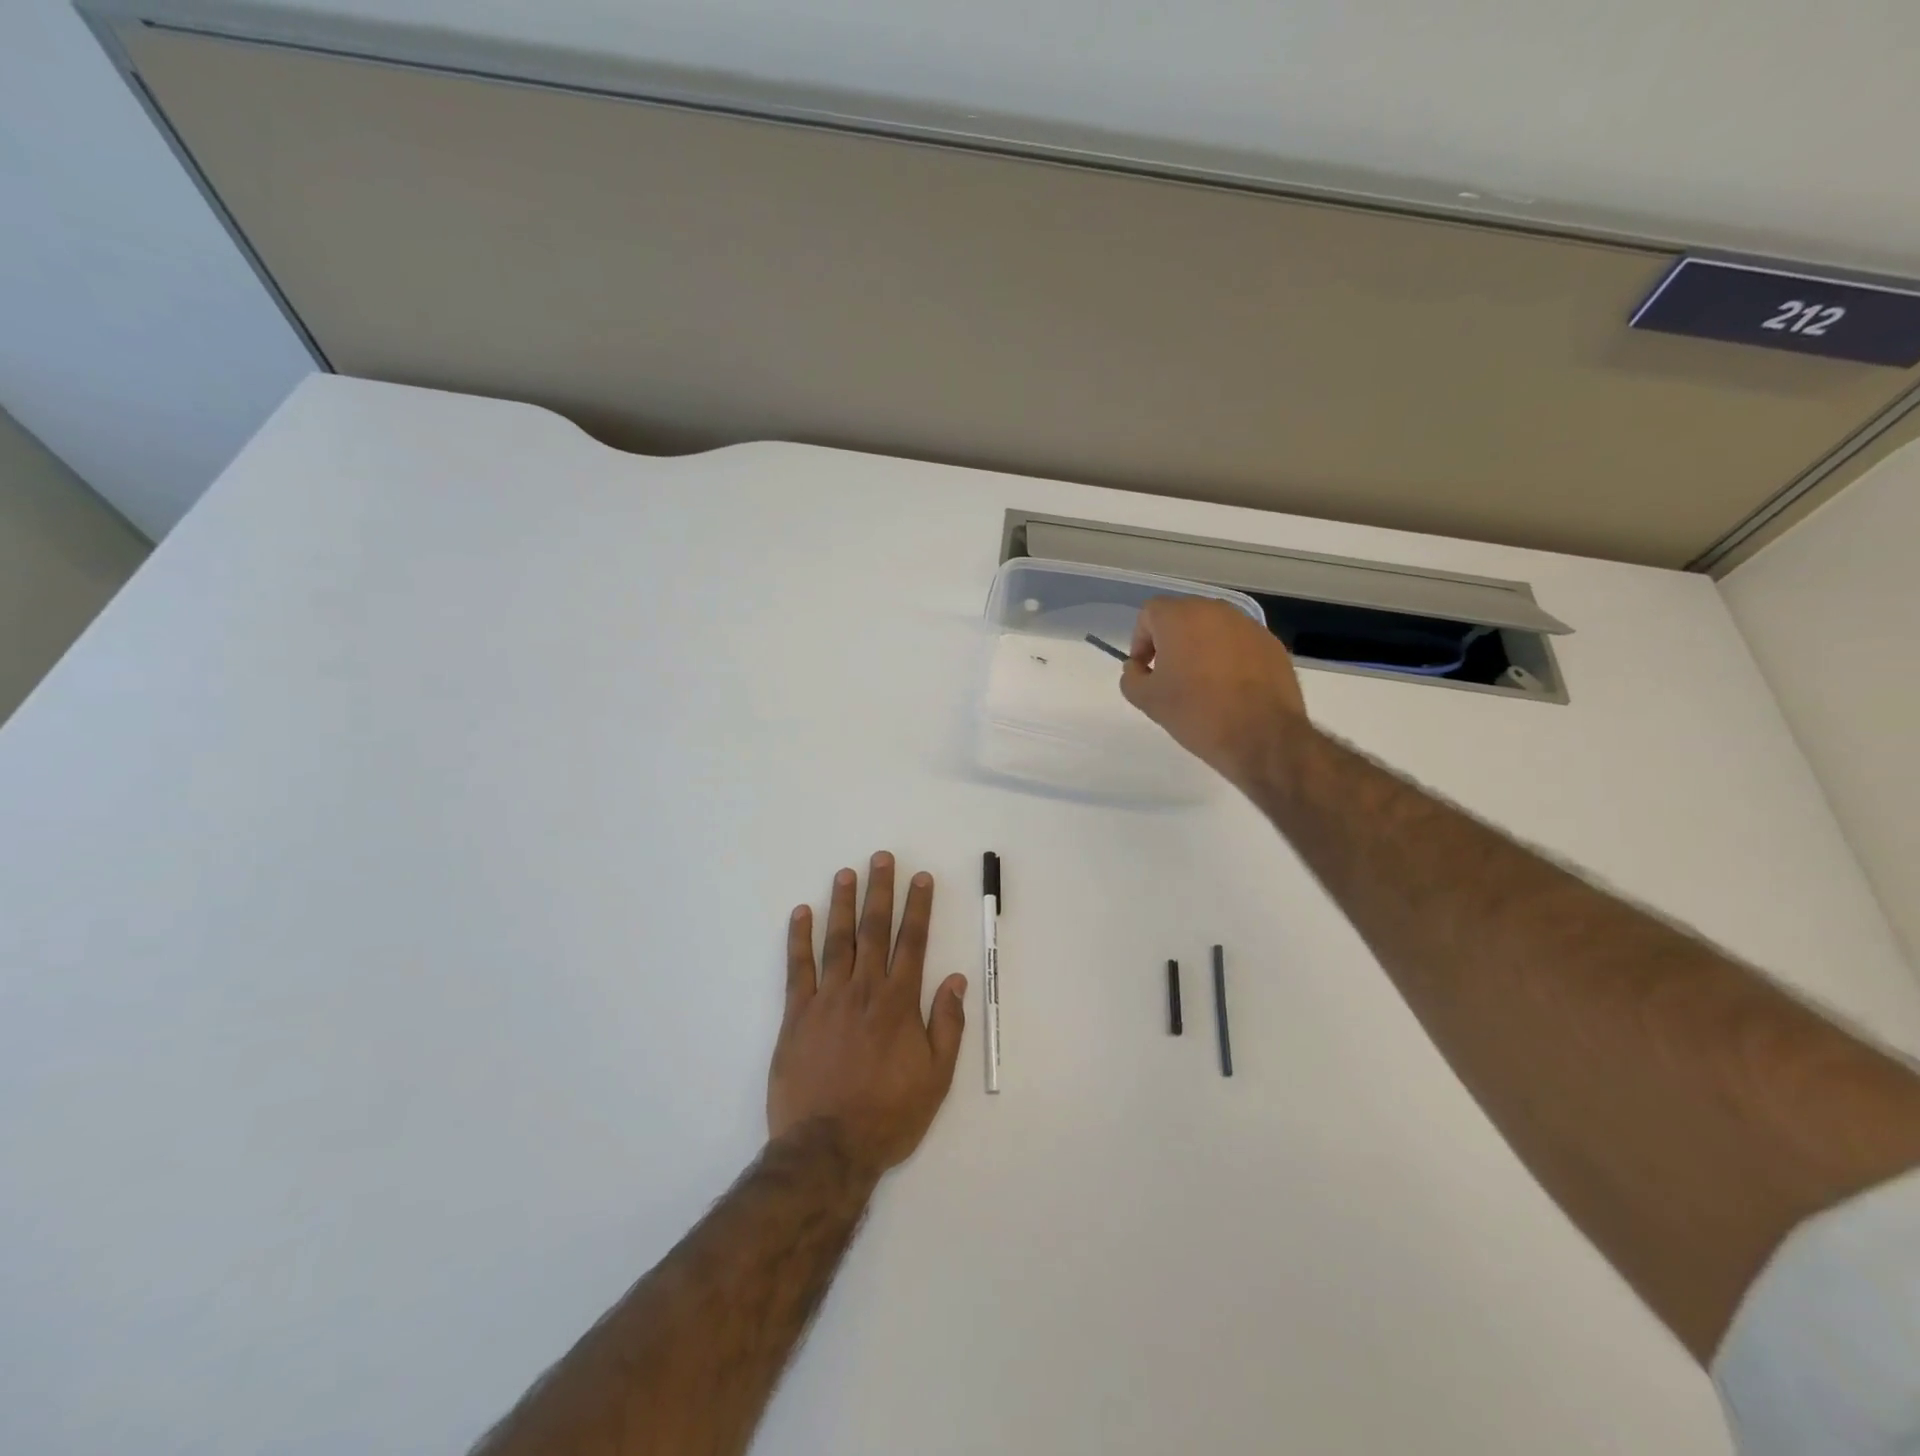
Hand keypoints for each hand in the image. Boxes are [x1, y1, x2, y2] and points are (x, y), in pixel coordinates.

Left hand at [768, 853, 967, 1179]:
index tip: (920, 878)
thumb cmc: (889, 1115)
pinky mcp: (796, 1014)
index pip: (912, 942)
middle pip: (874, 930)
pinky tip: (801, 913)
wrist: (827, 1148)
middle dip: (880, 891)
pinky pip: (798, 968)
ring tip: (845, 873)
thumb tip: (956, 979)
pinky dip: (799, 938)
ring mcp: (827, 999)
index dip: (918, 907)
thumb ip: (947, 1025)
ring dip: (842, 903)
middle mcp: (864, 990)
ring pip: (837, 940)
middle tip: (881, 858)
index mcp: (899, 1003)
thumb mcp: (936, 1078)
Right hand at [1120, 597, 1309, 789]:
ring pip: (1213, 628)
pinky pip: (1239, 642)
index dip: (1141, 639)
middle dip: (1171, 640)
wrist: (1261, 737)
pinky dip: (1229, 656)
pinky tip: (1231, 687)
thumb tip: (1138, 667)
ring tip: (1202, 682)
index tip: (1146, 668)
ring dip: (1201, 646)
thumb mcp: (1147, 700)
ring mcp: (1248, 625)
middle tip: (1170, 674)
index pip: (1150, 613)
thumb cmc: (1196, 713)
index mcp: (1180, 618)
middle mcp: (1215, 611)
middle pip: (1183, 615)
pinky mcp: (1271, 643)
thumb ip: (1132, 676)